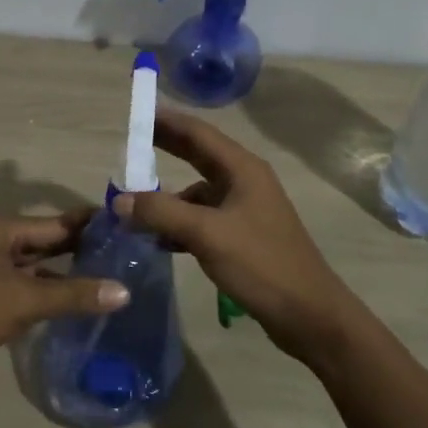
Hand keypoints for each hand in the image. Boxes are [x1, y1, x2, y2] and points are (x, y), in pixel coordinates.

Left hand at [0, 213, 131, 382]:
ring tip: (107, 276)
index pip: (59, 222)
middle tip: (125, 255)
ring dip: (64, 269)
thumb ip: (73, 295)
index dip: (92, 226)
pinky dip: (45, 286)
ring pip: (35, 261)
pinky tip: (69, 298)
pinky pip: (22, 279)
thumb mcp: (23, 302)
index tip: (129, 228)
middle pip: (47, 239)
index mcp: (4, 229)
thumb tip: (124, 291)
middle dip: (82, 248)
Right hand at [114, 109, 360, 362]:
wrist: (308, 315)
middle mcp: (244, 182)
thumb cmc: (261, 264)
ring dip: (166, 196)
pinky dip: (178, 223)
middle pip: (198, 155)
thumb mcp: (206, 234)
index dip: (166, 120)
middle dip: (164, 148)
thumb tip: (118, 200)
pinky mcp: (241, 236)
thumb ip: (160, 212)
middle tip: (127, 144)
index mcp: (242, 169)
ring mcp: (244, 210)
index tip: (135, 112)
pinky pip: (201, 219)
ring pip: (196, 192)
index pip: (198, 132)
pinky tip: (156, 239)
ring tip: (130, 203)